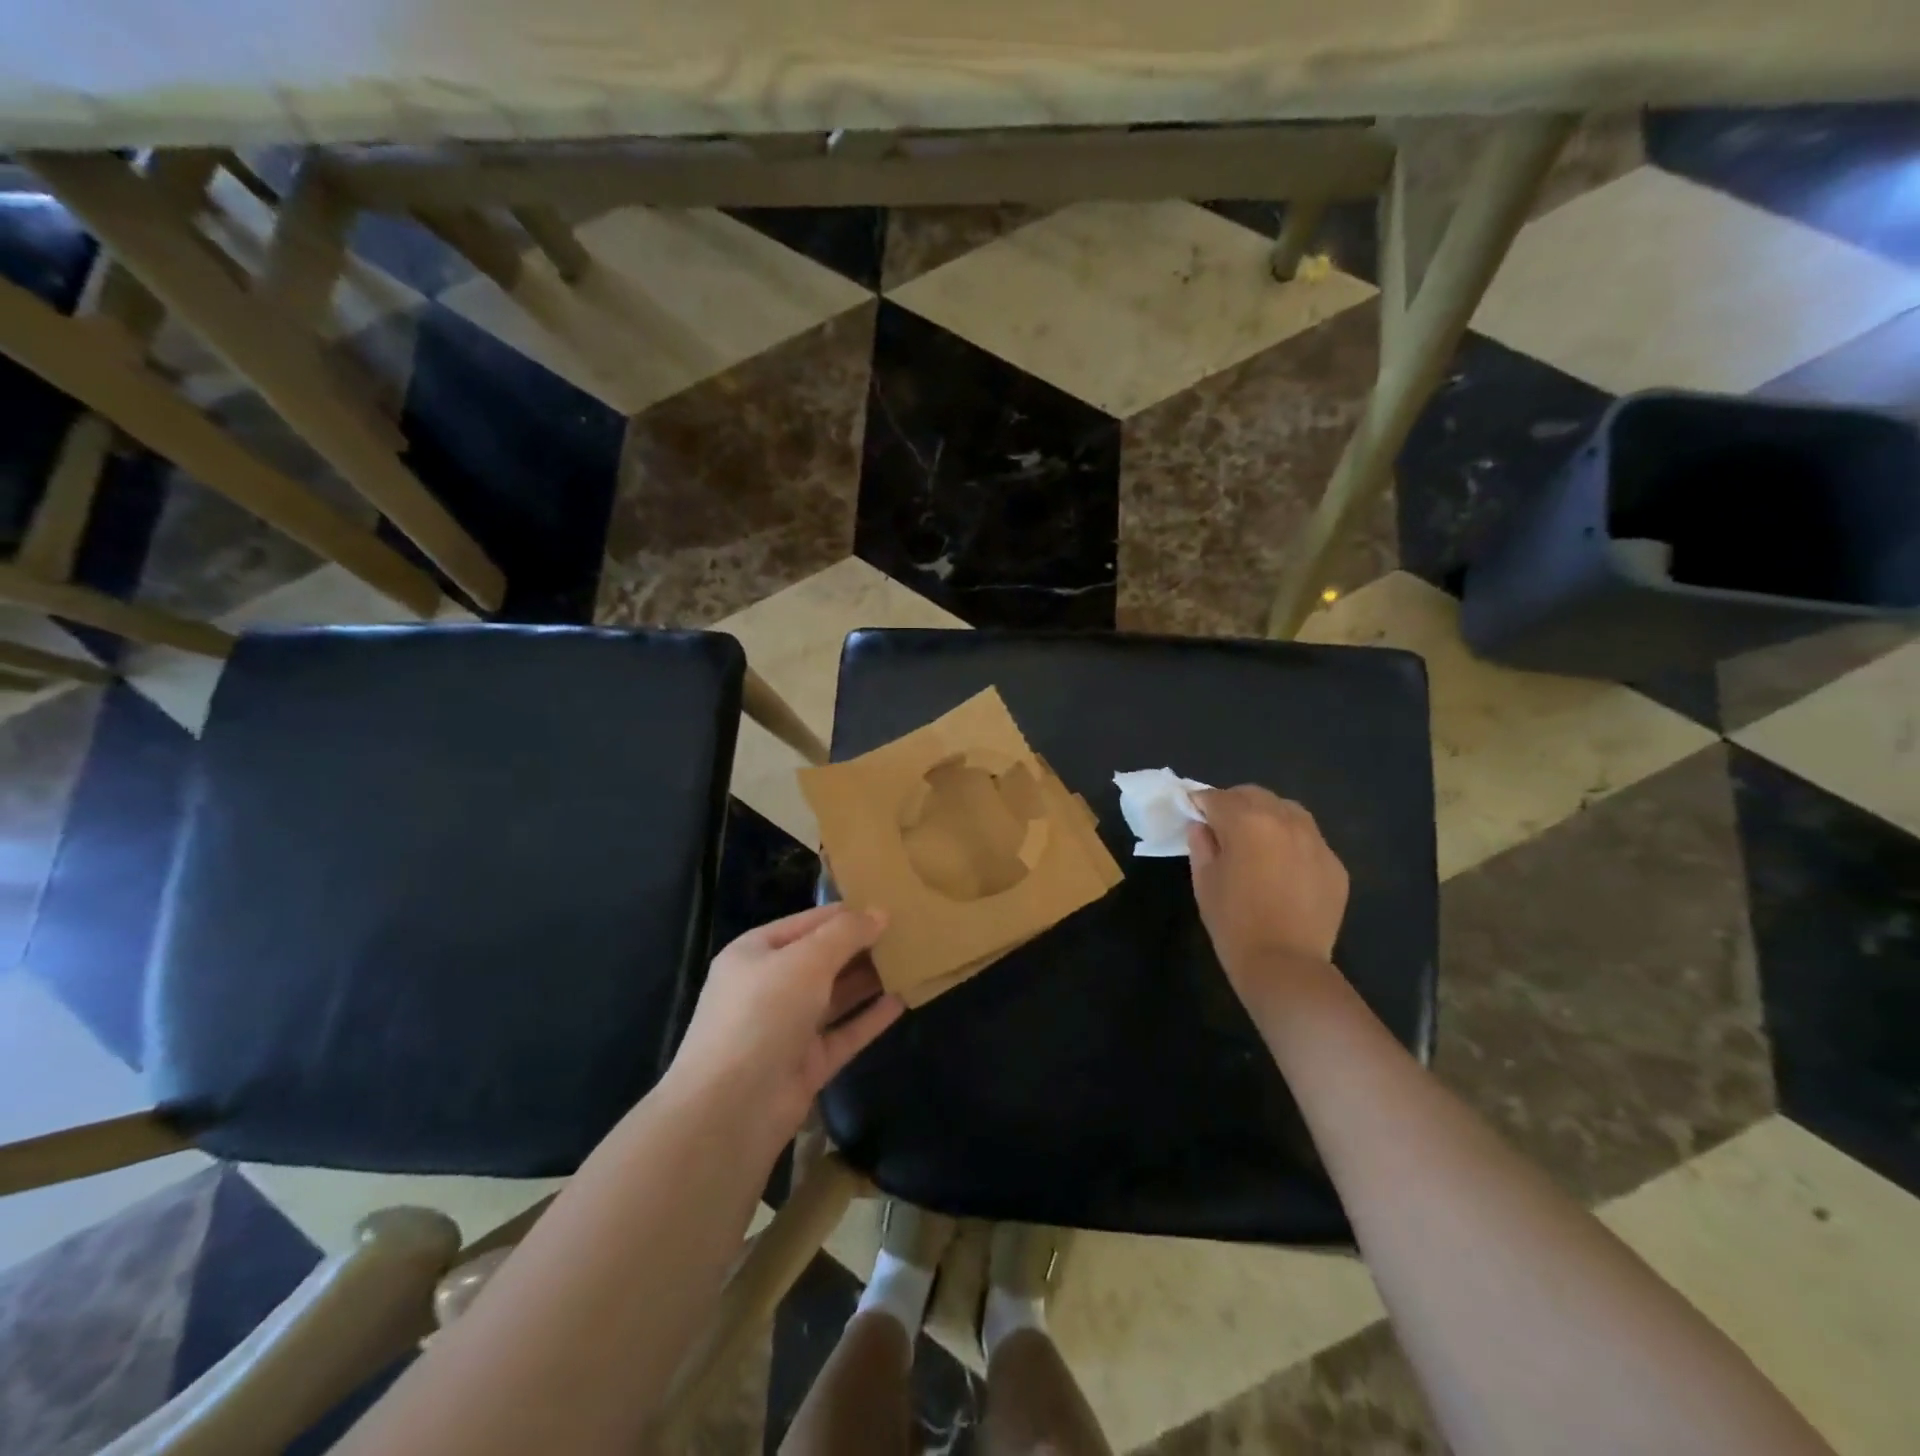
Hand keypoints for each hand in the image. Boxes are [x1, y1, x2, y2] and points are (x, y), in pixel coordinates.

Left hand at [668, 905, 903, 1149]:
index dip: (847, 913)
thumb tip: (880, 912)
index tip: (891, 905)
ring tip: (912, 960)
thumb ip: (846, 934)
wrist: (730, 1110)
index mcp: (756, 953)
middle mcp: (769, 987)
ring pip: (836, 996)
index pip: (809, 922)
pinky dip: (871, 1018)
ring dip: (870, 980)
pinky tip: (903, 1000)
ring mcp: (788, 1028)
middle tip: (910, 932)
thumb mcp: (806, 960)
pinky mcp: (806, 1064)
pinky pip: (844, 1033)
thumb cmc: (763, 1014)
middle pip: (823, 959)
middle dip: (862, 946)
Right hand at [1188, 786, 1349, 1009]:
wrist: (1285, 965)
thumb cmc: (1233, 922)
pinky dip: (1291, 842)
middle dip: (1234, 804)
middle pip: (1254, 795)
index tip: (1192, 813)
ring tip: (1256, 841)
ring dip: (1267, 816)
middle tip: (1222, 827)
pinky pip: (1308, 839)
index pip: (1216, 798)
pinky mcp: (1334, 864)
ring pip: (1287, 810)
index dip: (1200, 803)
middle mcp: (1284, 820)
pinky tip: (1282, 868)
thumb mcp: (1204, 881)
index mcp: (1246, 822)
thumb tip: (1201, 825)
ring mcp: (1315, 841)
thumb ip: (1201, 844)